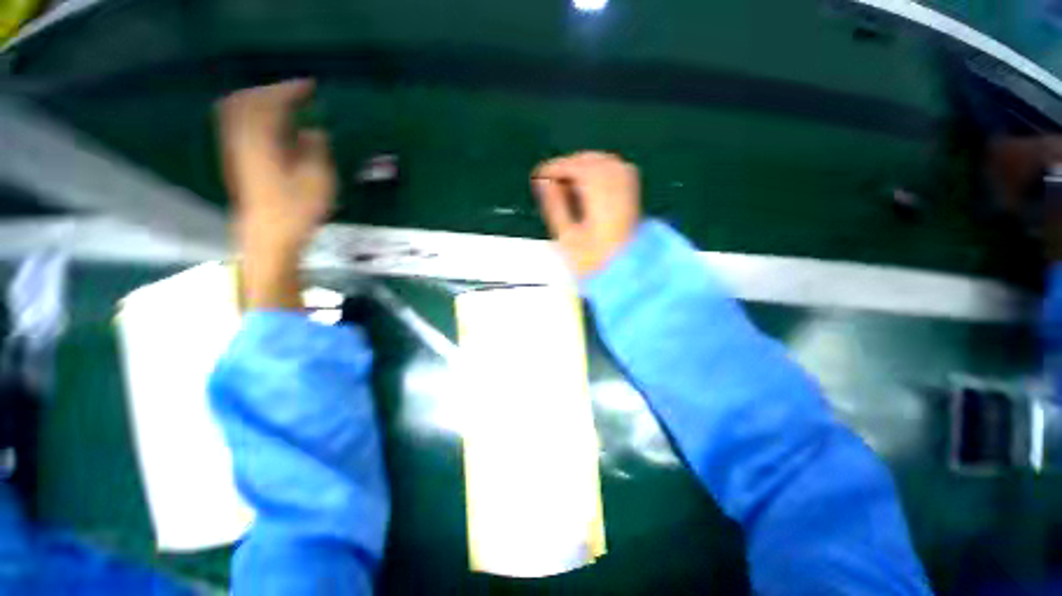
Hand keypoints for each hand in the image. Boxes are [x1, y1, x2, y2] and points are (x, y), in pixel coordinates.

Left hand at [218, 80, 334, 309]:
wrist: (267, 240)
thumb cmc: (296, 213)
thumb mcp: (317, 181)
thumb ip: (315, 151)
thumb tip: (313, 132)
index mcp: (262, 143)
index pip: (270, 103)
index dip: (290, 91)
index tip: (311, 87)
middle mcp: (242, 141)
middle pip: (245, 100)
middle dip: (271, 92)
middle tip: (297, 94)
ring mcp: (236, 152)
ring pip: (238, 112)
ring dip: (260, 102)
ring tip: (284, 105)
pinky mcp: (237, 163)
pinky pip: (238, 126)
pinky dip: (254, 117)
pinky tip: (272, 126)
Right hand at [531, 152, 641, 277]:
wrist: (622, 274)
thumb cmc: (592, 262)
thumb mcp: (567, 237)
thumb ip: (554, 205)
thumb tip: (543, 182)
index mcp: (600, 203)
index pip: (578, 170)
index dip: (556, 168)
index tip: (540, 174)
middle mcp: (618, 193)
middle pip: (594, 161)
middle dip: (569, 163)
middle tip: (551, 176)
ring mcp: (628, 194)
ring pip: (608, 163)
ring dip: (585, 164)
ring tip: (568, 178)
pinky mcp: (632, 198)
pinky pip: (619, 170)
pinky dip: (602, 169)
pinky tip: (590, 182)